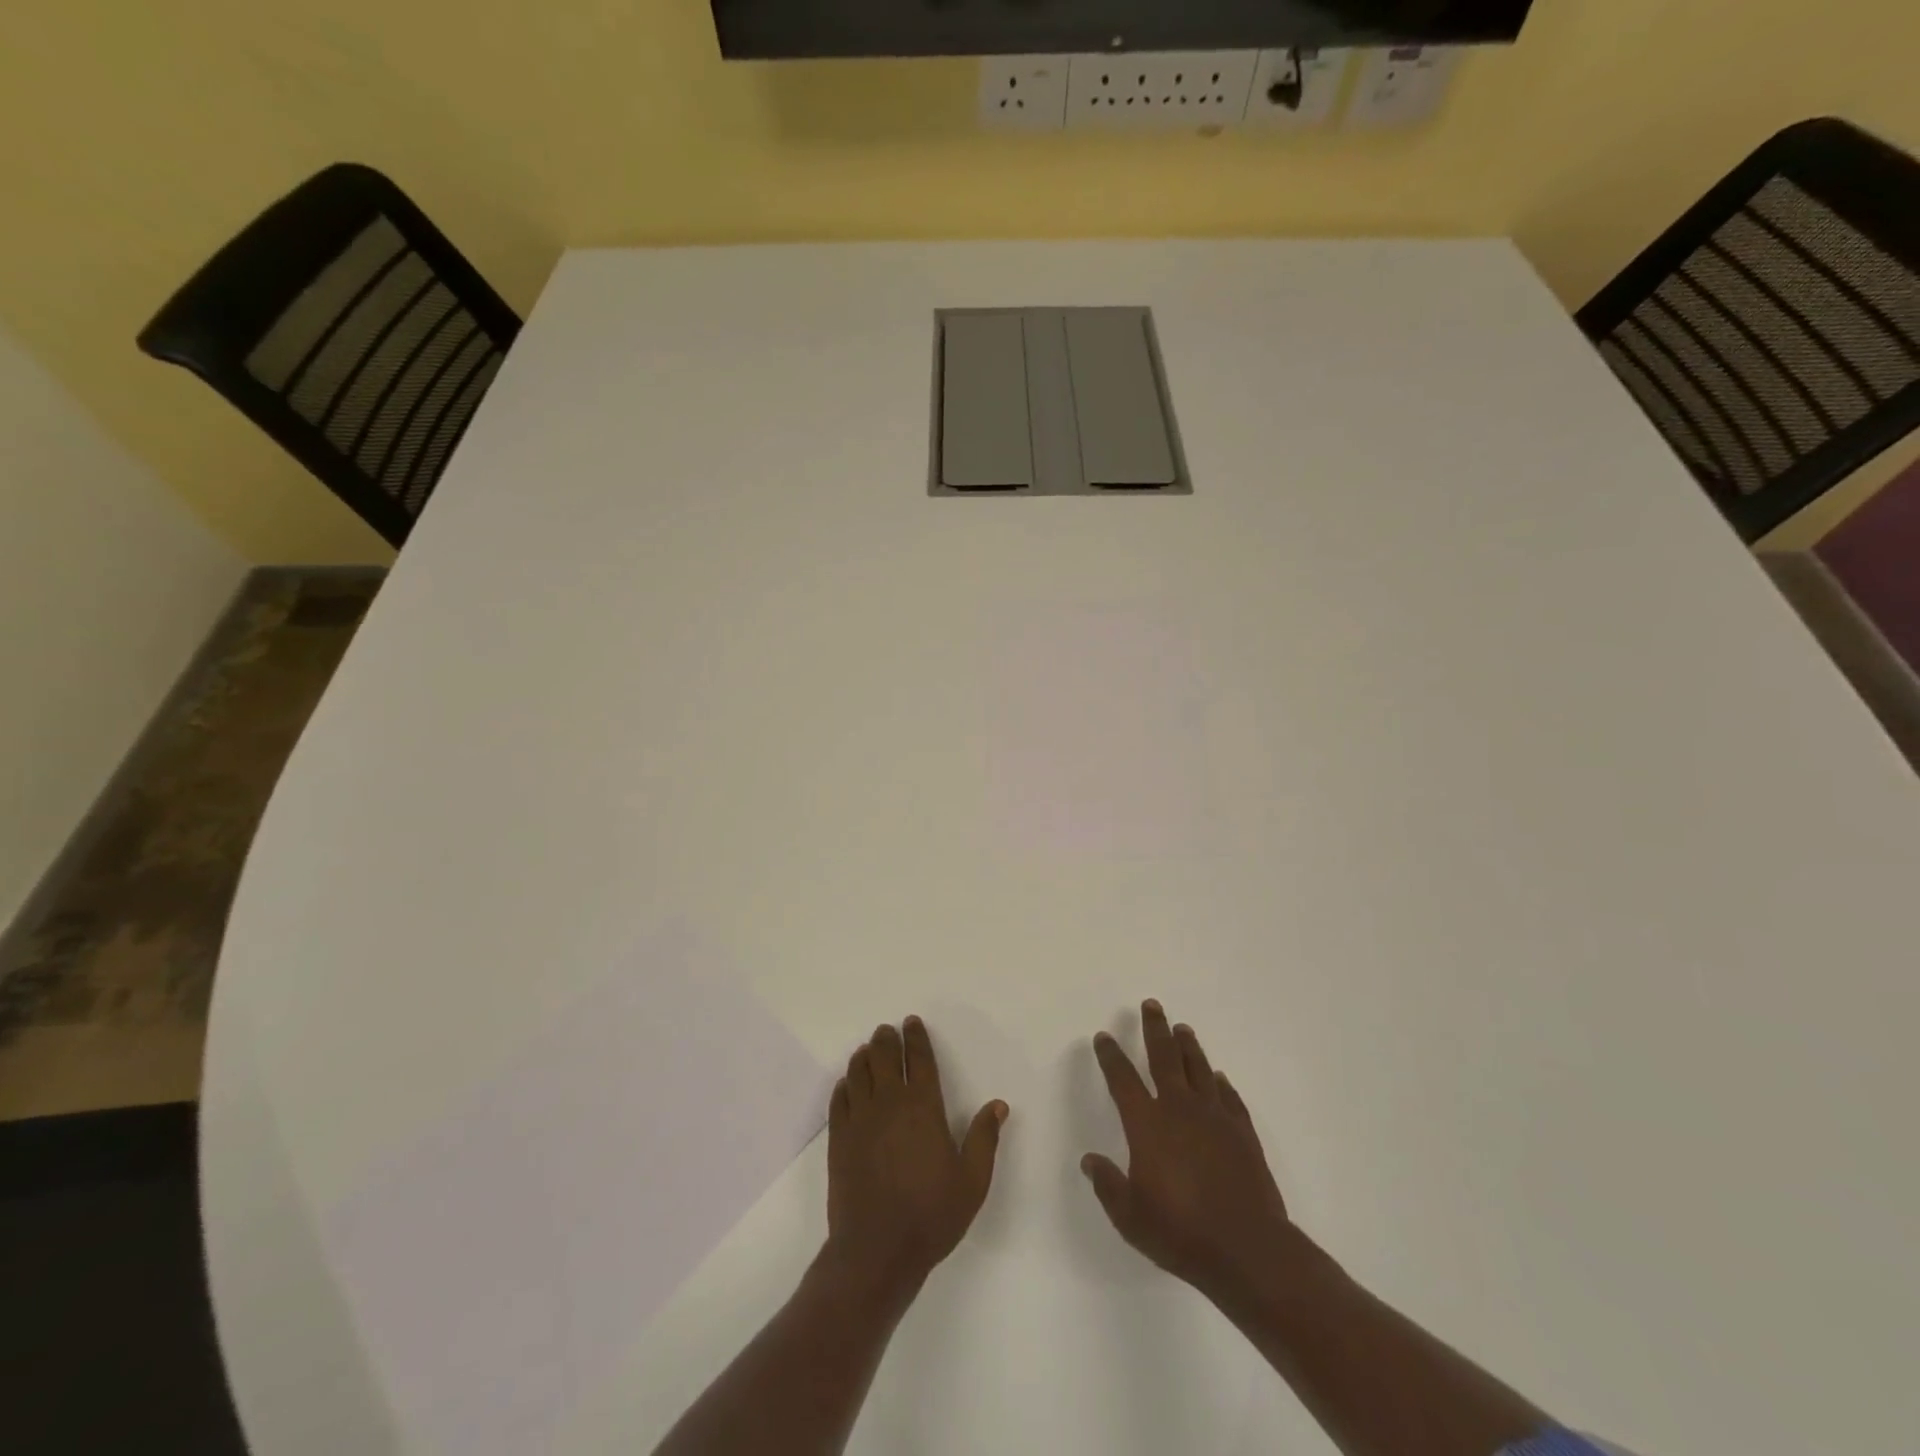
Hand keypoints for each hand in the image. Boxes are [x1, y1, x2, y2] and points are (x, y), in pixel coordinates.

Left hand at [825, 1017, 1006, 1298]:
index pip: (921, 1060)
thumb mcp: (972, 1181)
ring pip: (859, 1072)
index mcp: (924, 1108)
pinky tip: (847, 1084)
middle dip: (887, 1039)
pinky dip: (844, 1084)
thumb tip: (998, 1105)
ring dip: (864, 1056)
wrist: (876, 1252)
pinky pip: (839, 1099)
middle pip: (885, 1057)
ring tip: (868, 1050)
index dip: (917, 1038)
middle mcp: (890, 1104)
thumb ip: (984, 1139)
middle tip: (887, 1031)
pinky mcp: (839, 1139)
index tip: (912, 1022)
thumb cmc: (931, 1215)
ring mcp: (860, 1119)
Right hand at [1082, 1000, 1294, 1300]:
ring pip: (1198, 1069)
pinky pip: (1229, 1097)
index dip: (1111, 1056)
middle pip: (1164, 1058)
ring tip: (1182, 1028)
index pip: (1123, 1080)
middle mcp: (1179, 1110)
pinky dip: (1221, 1083)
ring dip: (1188, 1046)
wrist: (1248, 1249)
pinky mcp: (1242, 1133)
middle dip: (1154, 1029)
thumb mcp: (1131, 1217)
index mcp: (1147, 1125)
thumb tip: (1089, 1160)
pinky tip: (1218, 1077)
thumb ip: (1108, 1185)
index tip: (1104, 1037)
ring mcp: (1215, 1118)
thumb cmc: (1181, 1233)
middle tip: (1151, 1005)